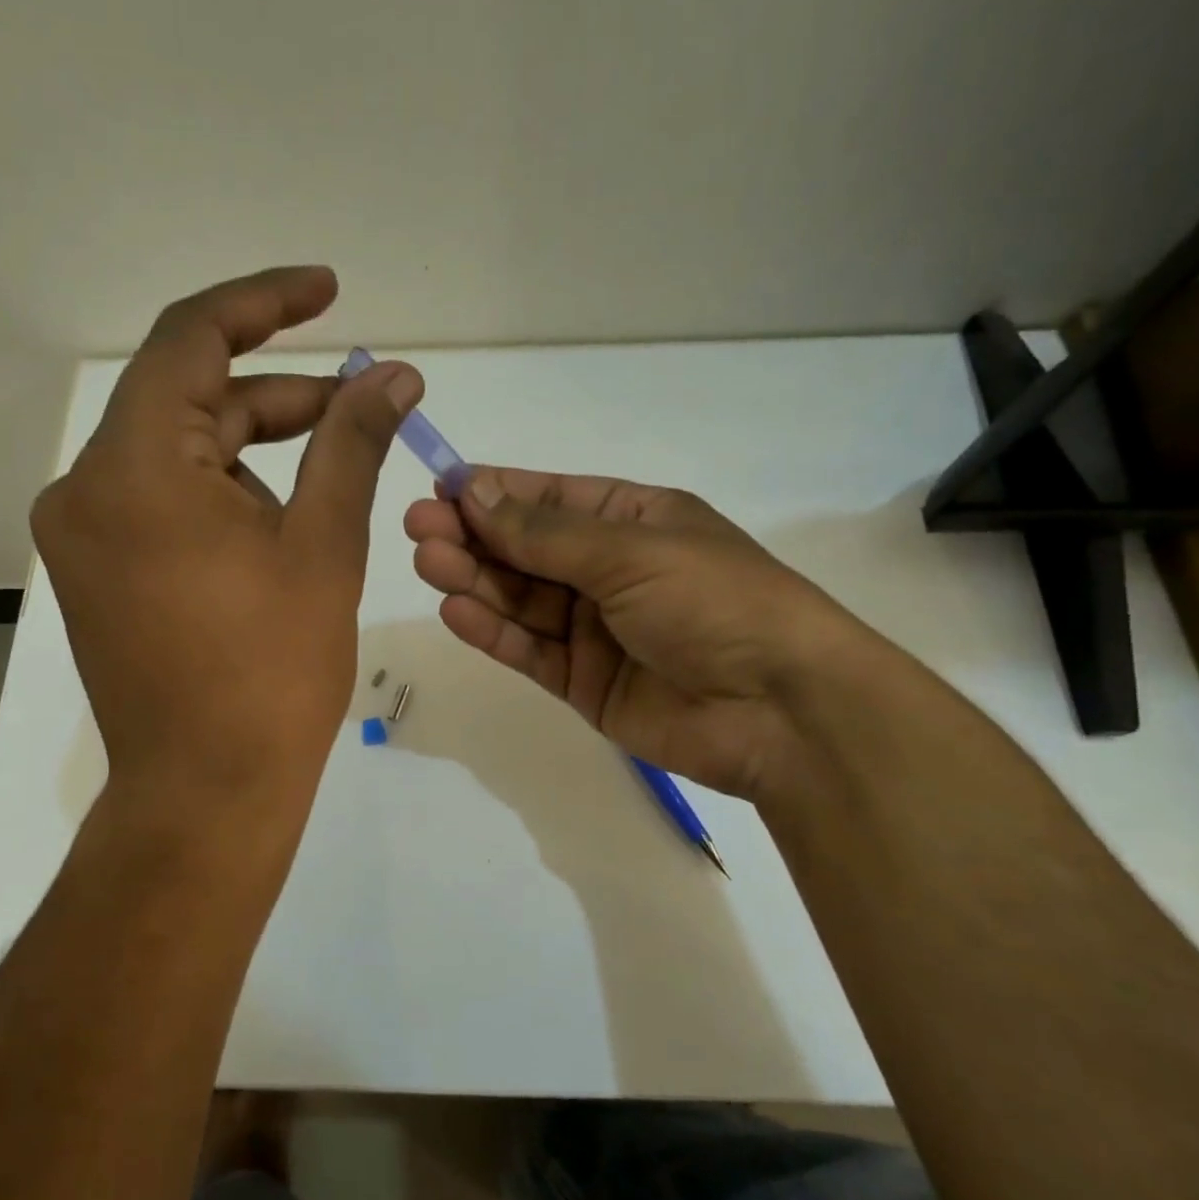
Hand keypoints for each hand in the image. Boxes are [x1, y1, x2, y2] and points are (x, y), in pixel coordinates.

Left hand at [32, 267, 420, 832]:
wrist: (208, 791)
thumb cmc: (273, 672)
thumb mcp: (324, 545)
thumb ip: (353, 443)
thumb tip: (394, 375)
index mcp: (133, 468)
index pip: (193, 338)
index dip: (266, 303)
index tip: (330, 291)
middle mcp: (85, 488)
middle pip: (189, 401)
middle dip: (279, 397)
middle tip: (361, 406)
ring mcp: (82, 535)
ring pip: (177, 455)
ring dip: (254, 451)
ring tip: (330, 479)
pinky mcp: (96, 573)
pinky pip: (161, 502)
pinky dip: (221, 494)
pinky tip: (277, 525)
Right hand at [404, 468, 869, 798]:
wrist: (780, 711)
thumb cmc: (715, 602)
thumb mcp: (631, 551)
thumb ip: (546, 532)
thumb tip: (474, 491)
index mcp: (633, 520)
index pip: (549, 498)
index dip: (494, 492)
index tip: (440, 488)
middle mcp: (609, 570)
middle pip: (526, 549)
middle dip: (473, 536)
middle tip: (418, 529)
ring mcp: (594, 629)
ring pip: (520, 599)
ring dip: (474, 579)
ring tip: (427, 562)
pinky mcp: (583, 682)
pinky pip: (529, 650)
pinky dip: (493, 631)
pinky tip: (455, 611)